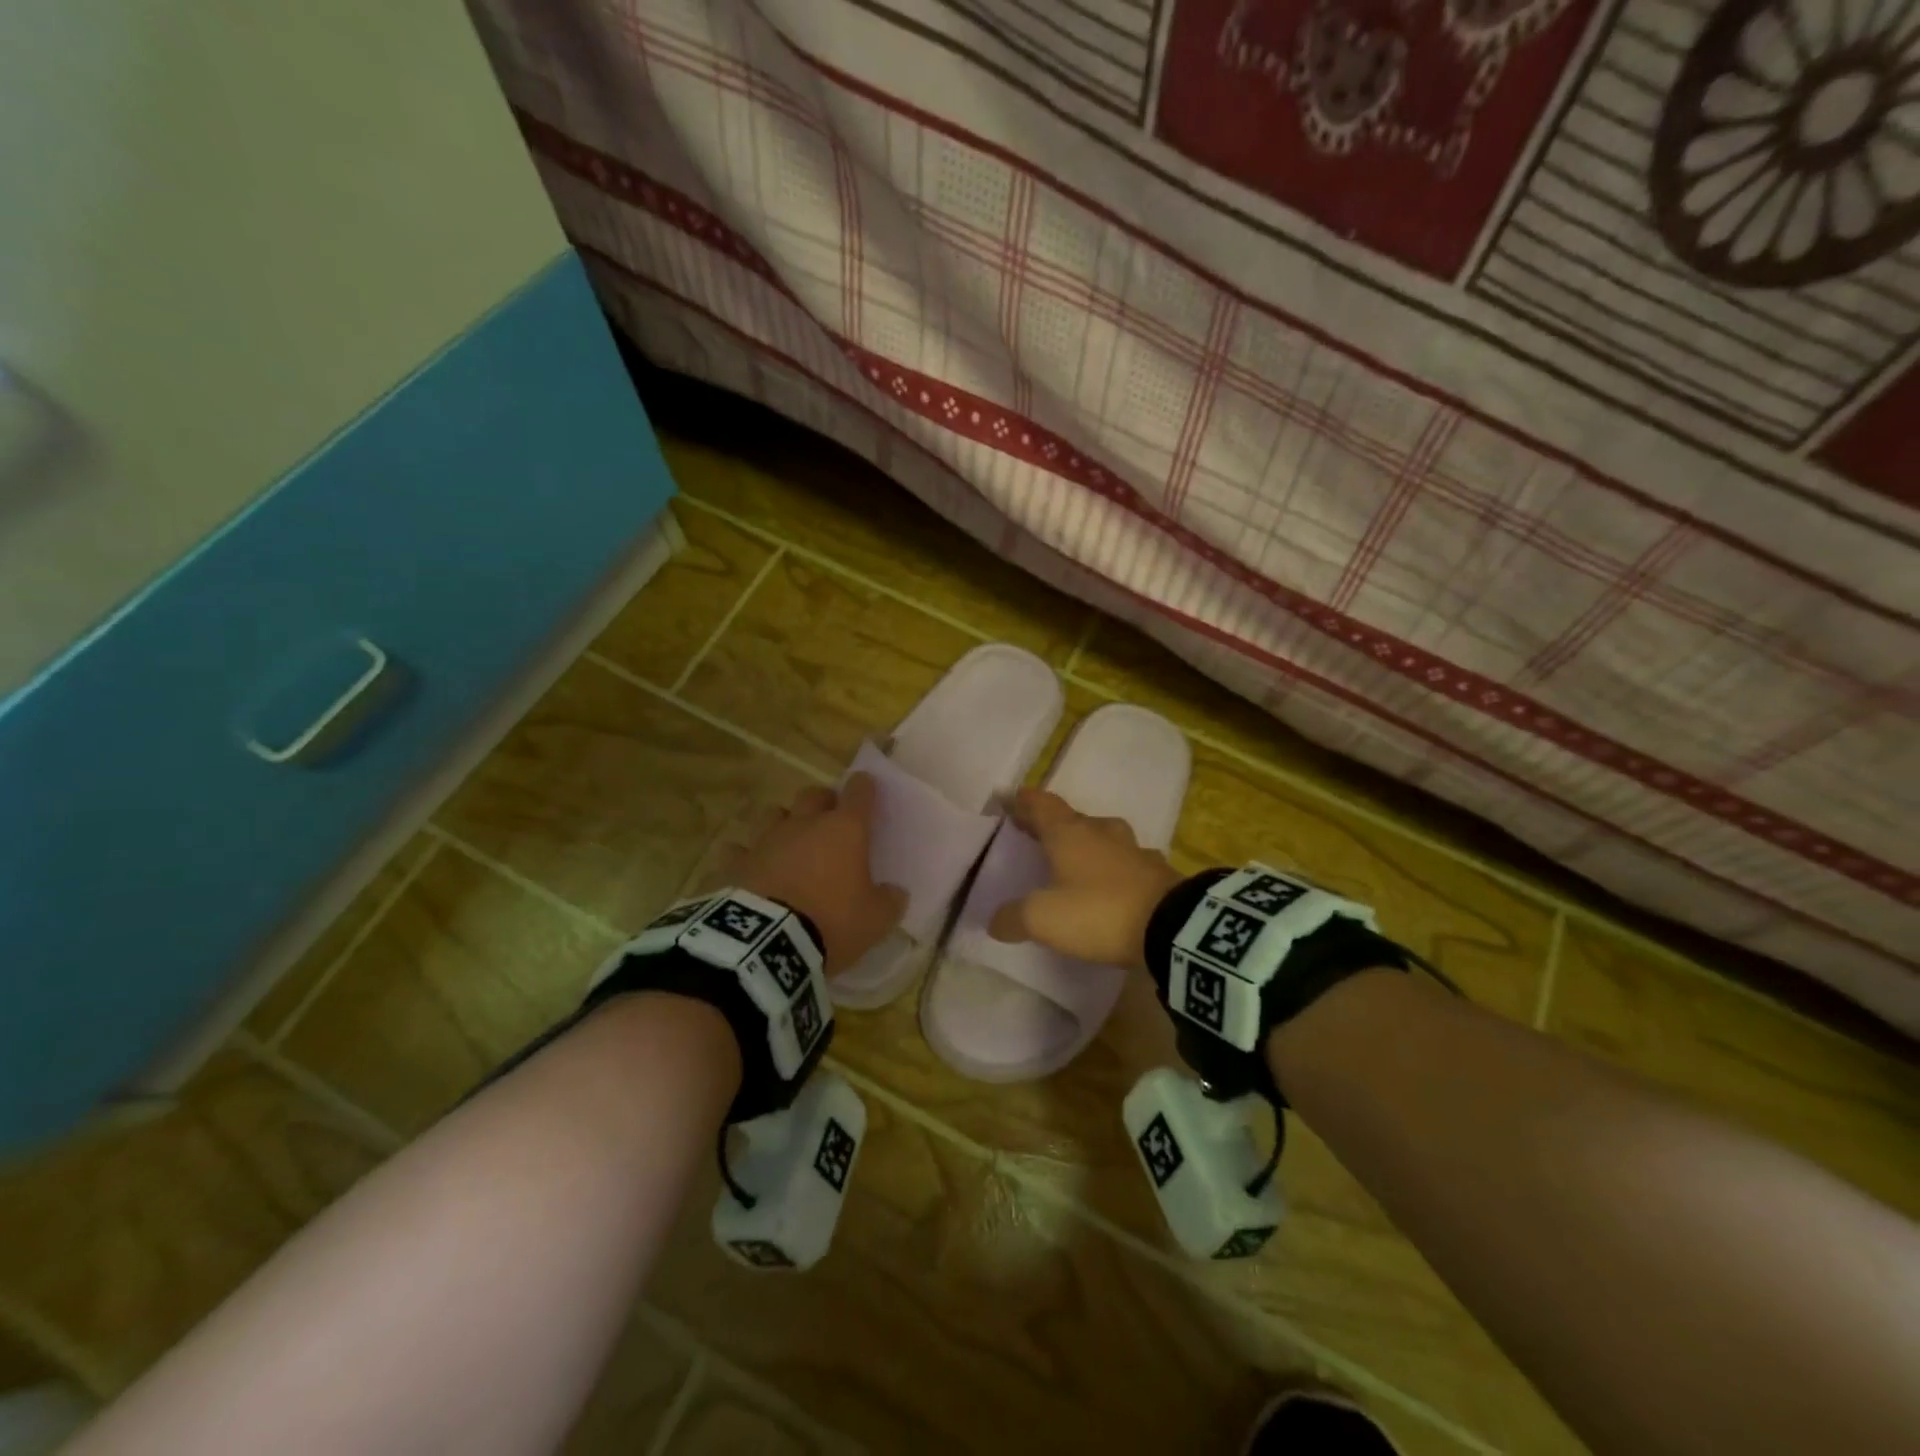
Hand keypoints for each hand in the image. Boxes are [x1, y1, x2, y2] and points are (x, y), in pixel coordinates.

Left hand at [717, 774, 906, 973]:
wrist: (767, 943)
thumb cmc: (831, 922)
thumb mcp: (875, 921)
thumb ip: (889, 902)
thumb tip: (895, 892)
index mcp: (844, 830)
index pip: (859, 793)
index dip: (864, 787)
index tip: (866, 787)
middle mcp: (804, 824)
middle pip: (813, 795)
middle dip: (822, 801)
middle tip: (829, 818)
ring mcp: (765, 840)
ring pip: (772, 814)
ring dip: (783, 823)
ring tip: (788, 842)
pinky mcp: (734, 863)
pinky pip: (738, 850)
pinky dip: (745, 857)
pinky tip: (748, 869)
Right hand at [987, 789, 1183, 971]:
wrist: (1172, 928)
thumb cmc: (1098, 911)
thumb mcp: (1043, 919)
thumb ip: (1014, 917)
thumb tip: (995, 921)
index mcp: (1069, 833)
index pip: (1041, 805)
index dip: (1024, 802)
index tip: (1011, 799)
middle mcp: (1101, 832)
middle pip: (1072, 818)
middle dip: (1052, 824)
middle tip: (1035, 833)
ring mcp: (1133, 849)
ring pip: (1103, 837)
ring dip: (1086, 843)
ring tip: (1074, 858)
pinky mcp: (1157, 871)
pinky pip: (1126, 861)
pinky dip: (1113, 867)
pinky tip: (1112, 881)